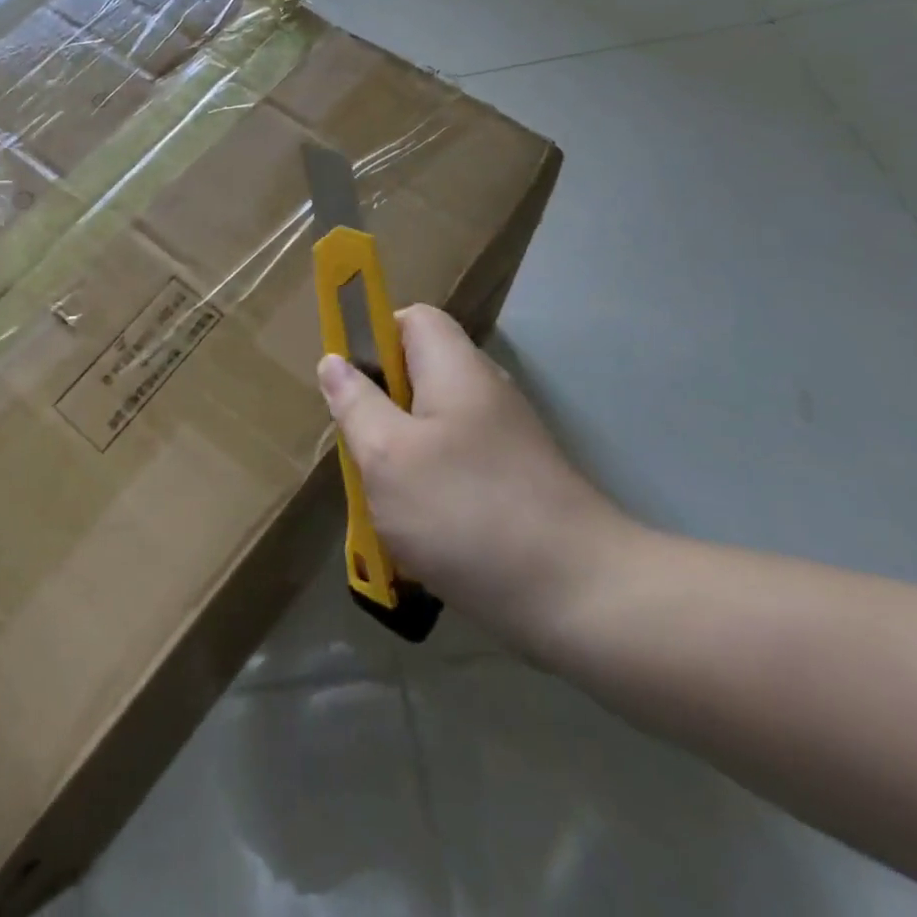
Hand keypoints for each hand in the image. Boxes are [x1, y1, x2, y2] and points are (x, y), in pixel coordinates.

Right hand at [317, 305, 632, 656]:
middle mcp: (484, 392)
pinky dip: (428, 488)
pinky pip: (454, 466)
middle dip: (378, 407)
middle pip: (418, 374)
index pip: (412, 318)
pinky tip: (417, 533)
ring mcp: (504, 440)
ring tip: (381, 499)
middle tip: (358, 449)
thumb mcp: (388, 455)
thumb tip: (334, 361)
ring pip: (431, 427)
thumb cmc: (467, 512)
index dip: (373, 336)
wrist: (582, 599)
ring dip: (398, 455)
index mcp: (455, 369)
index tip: (347, 381)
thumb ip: (356, 403)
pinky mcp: (514, 483)